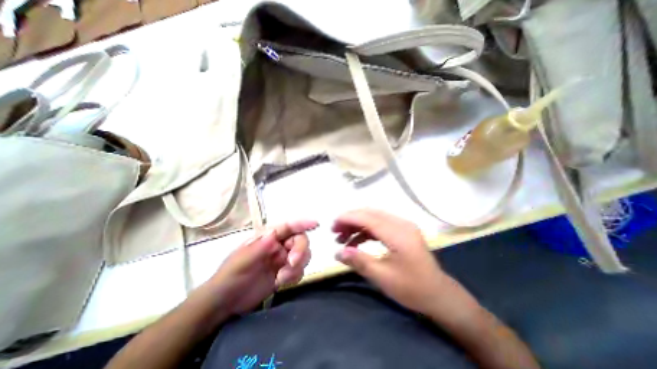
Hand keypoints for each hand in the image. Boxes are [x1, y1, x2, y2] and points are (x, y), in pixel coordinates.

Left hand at [206, 221, 317, 315]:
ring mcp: (282, 260)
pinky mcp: (285, 273)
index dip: (302, 223)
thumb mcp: (240, 262)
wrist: (225, 304)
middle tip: (292, 263)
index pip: (288, 226)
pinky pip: (299, 270)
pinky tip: (281, 284)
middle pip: (300, 240)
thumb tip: (274, 234)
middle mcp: (278, 245)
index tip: (316, 224)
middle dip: (300, 250)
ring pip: (303, 255)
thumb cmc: (229, 277)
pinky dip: (295, 276)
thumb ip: (258, 248)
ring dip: (298, 266)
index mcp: (267, 237)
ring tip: (282, 278)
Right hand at [331, 209, 448, 315]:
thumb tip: (337, 253)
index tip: (333, 224)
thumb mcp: (383, 277)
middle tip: (335, 231)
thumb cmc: (412, 289)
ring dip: (357, 225)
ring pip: (374, 217)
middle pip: (370, 213)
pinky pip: (380, 224)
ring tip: (342, 238)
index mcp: (399, 234)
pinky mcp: (402, 230)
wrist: (439, 295)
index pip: (368, 218)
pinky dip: (366, 230)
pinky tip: (356, 241)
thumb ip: (359, 261)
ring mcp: (403, 225)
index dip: (349, 218)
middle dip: (350, 220)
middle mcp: (401, 224)